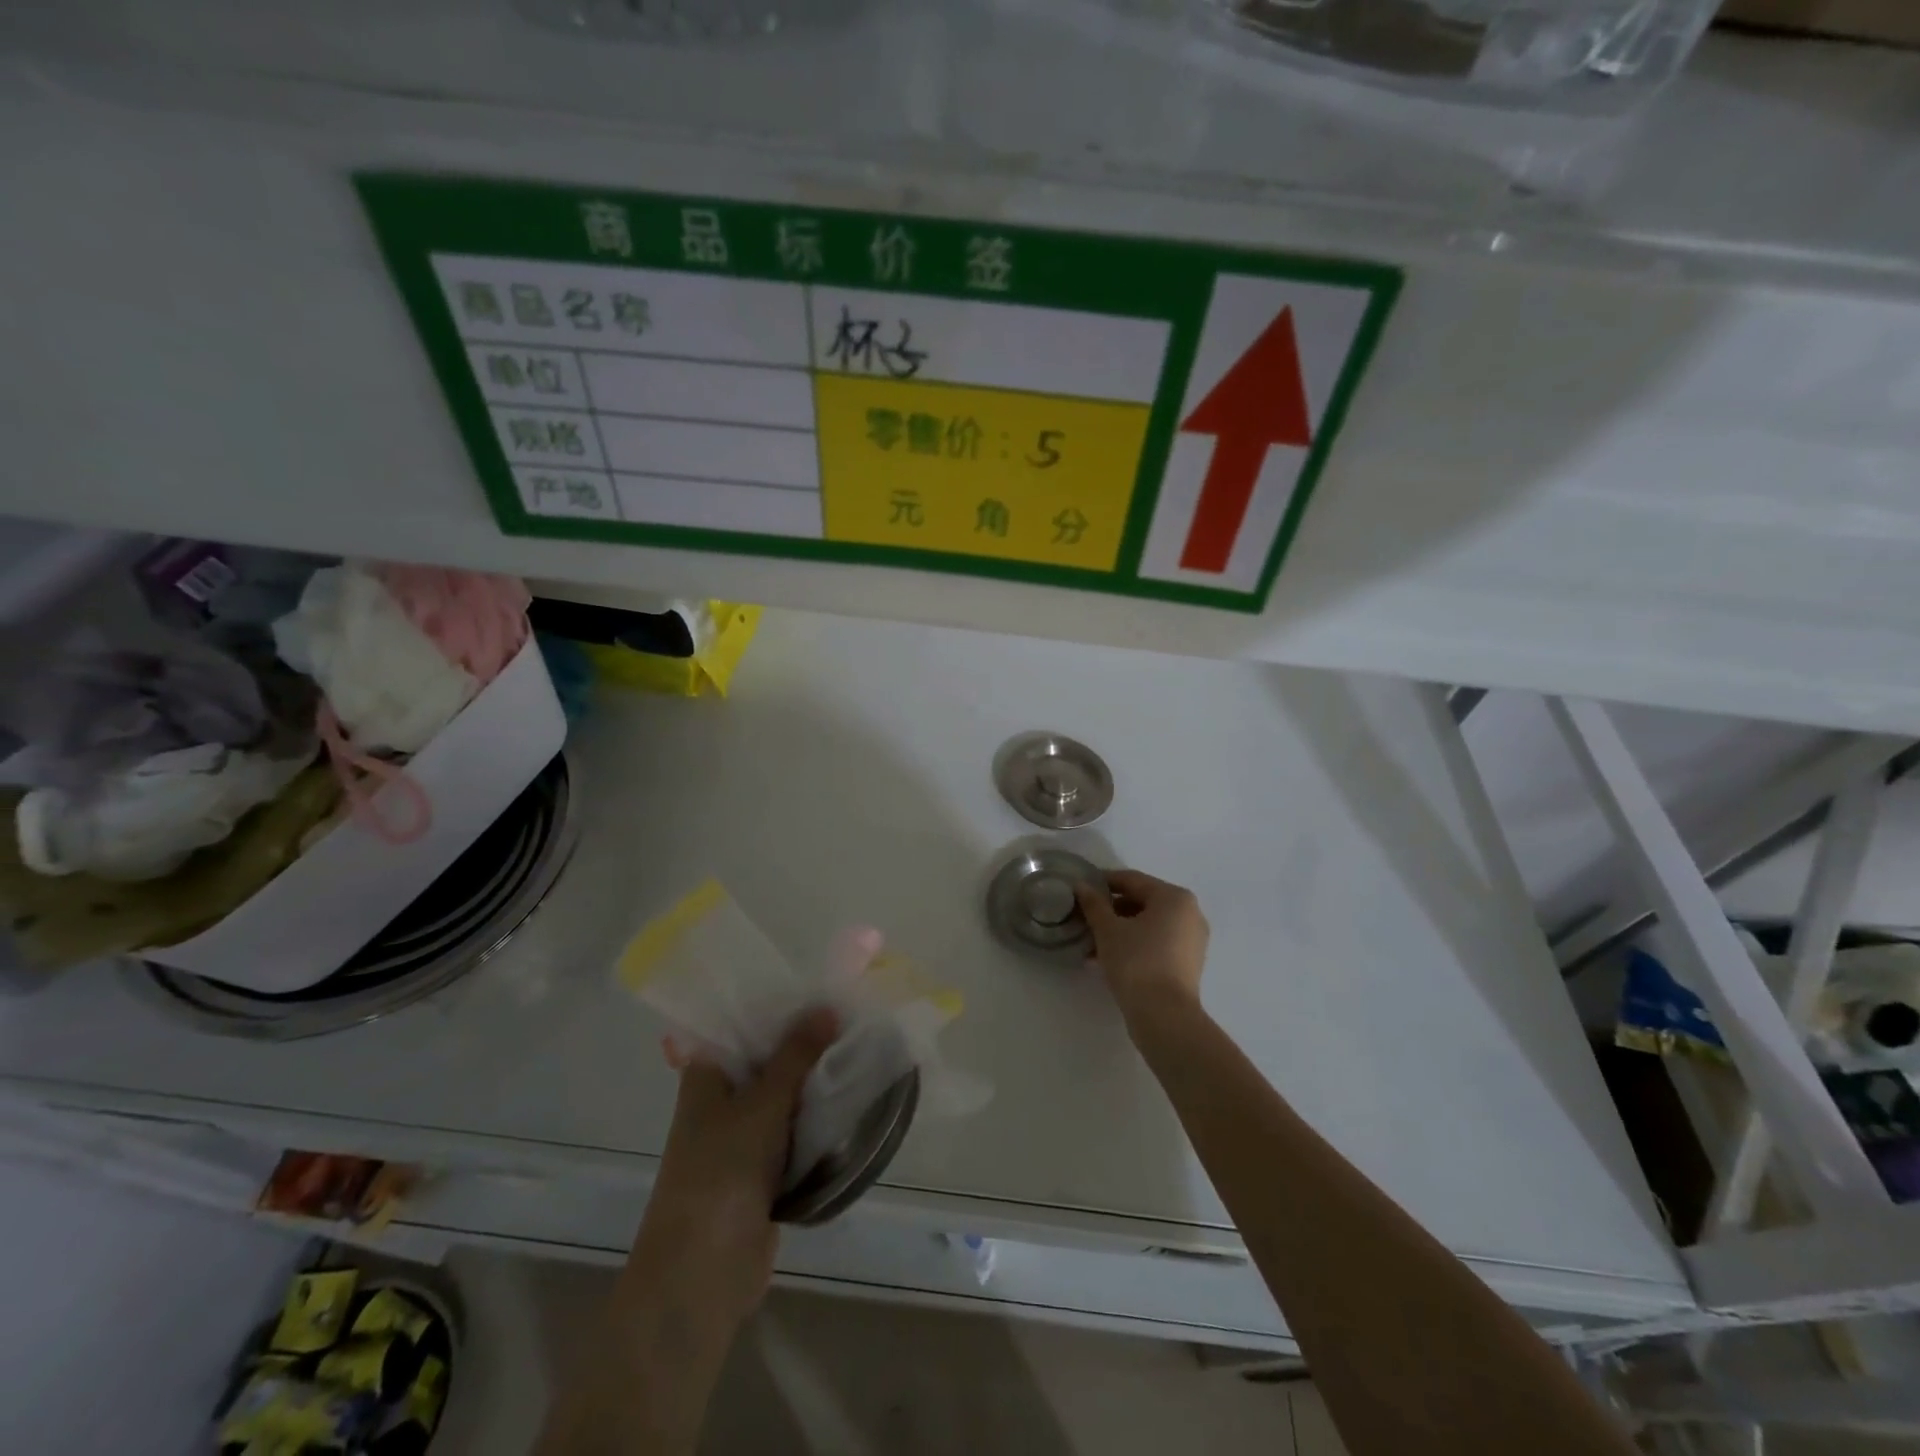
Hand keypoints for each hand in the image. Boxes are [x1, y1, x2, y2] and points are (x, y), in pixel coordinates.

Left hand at [621, 1007, 837, 1344]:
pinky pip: (797, 1129)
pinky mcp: (765, 1169)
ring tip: (862, 1041)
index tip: (817, 982)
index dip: (776, 1003)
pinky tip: (856, 1094)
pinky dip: (820, 1115)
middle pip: (768, 1058)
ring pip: (786, 1095)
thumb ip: (795, 1055)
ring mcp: (744, 1136)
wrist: (701, 1275)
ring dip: (816, 1078)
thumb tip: (827, 1007)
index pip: (741, 1023)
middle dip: (806, 1039)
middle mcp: (723, 1100)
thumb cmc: (720, 1173)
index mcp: (707, 1075)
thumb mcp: (762, 1104)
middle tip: (851, 1008)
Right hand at [1076, 870, 1209, 1034]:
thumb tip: (1081, 886)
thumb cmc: (1136, 962)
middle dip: (1110, 910)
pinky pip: (1156, 943)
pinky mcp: (1188, 964)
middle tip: (1083, 918)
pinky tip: (1106, 958)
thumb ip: (1094, 904)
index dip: (1103, 882)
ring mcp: (1192, 940)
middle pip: (1142, 902)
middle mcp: (1189, 914)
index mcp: (1174, 898)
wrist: (1165, 1017)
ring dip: (1119, 929)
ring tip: (1090, 942)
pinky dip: (1133, 944)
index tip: (1080, 888)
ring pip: (1148, 925)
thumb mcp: (1108, 929)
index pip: (1132, 880)